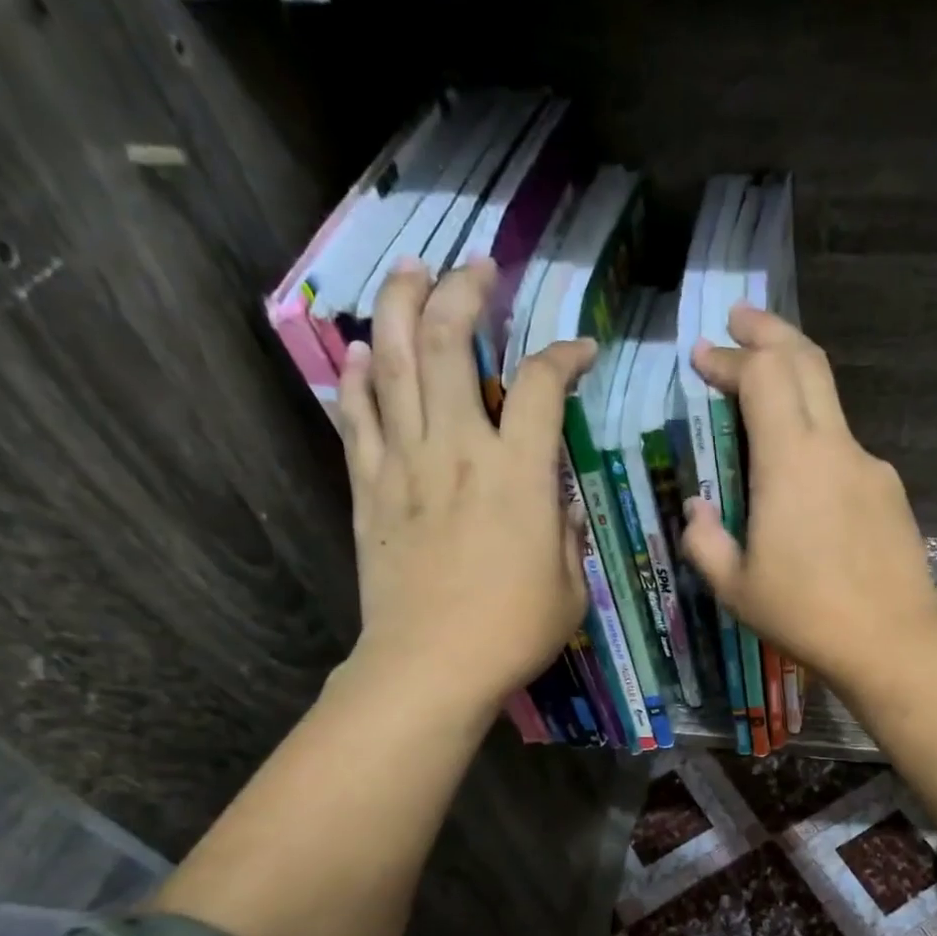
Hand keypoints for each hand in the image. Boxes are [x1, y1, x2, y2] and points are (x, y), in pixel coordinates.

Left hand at [337, 257, 595, 710]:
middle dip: (465, 292)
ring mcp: (404, 464)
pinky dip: (359, 379)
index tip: (579, 351)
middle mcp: (457, 450)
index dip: (563, 357)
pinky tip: (362, 352)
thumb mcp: (568, 585)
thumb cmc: (511, 632)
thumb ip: (564, 529)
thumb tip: (556, 496)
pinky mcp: (369, 489)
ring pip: (395, 363)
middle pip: (451, 343)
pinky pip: (357, 418)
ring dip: (402, 307)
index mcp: (517, 474)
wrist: (428, 667)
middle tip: (478, 269)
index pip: (540, 387)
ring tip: (411, 272)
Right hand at [683, 305, 936, 694]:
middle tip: (739, 321)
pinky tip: (800, 474)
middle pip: (807, 361)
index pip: (763, 375)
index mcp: (791, 461)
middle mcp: (835, 446)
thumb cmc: (805, 614)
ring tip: (763, 393)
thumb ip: (705, 540)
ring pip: (830, 401)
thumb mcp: (735, 587)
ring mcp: (870, 466)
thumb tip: (695, 508)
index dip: (730, 358)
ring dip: (795, 382)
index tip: (702, 358)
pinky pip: (845, 447)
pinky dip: (815, 435)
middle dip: (769, 333)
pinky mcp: (889, 491)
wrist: (892, 641)